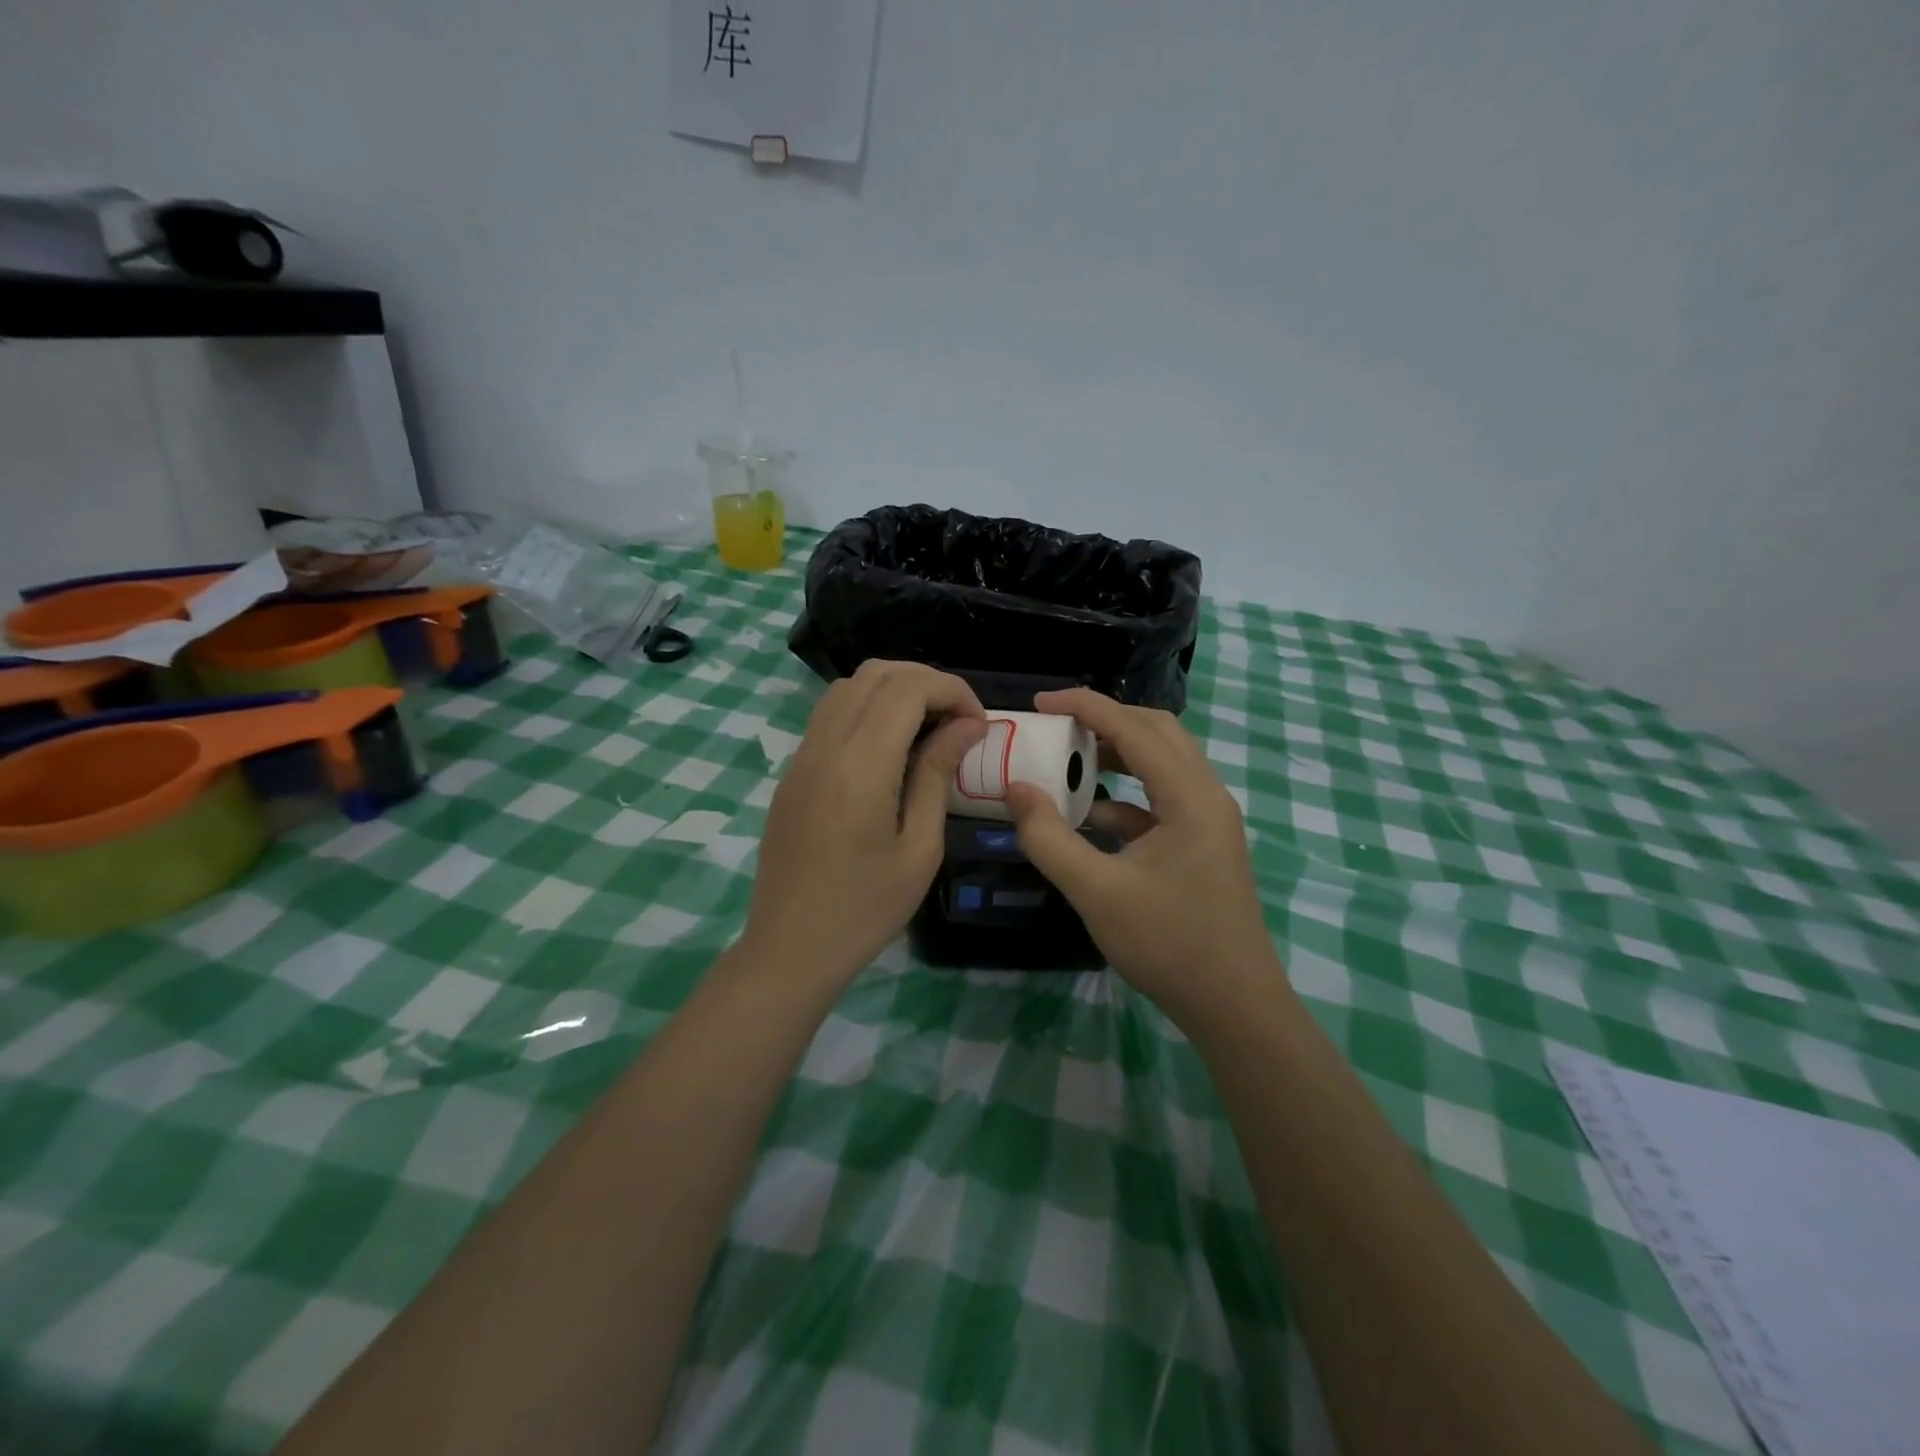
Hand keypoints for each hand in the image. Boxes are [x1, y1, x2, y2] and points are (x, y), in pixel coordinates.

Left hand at [744, 661, 985, 984]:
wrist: (790, 947)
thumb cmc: (865, 909)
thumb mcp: (919, 848)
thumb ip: (937, 775)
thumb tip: (965, 727)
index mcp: (859, 766)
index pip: (907, 688)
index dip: (952, 690)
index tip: (979, 723)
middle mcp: (824, 746)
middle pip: (876, 673)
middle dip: (927, 682)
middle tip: (959, 720)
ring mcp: (801, 755)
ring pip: (849, 686)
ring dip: (895, 690)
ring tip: (929, 727)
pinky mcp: (793, 770)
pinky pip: (831, 714)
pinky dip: (868, 709)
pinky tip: (891, 747)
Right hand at [1005, 688, 1282, 1026]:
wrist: (1234, 1006)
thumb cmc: (1169, 945)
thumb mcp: (1096, 891)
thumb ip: (1049, 838)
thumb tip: (1015, 788)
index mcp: (1190, 796)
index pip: (1134, 728)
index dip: (1085, 706)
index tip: (1039, 702)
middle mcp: (1207, 795)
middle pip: (1157, 733)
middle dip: (1105, 721)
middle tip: (1058, 726)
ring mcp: (1209, 821)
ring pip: (1162, 764)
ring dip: (1118, 754)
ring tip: (1070, 759)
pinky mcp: (1203, 844)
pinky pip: (1162, 799)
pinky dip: (1126, 795)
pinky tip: (1092, 815)